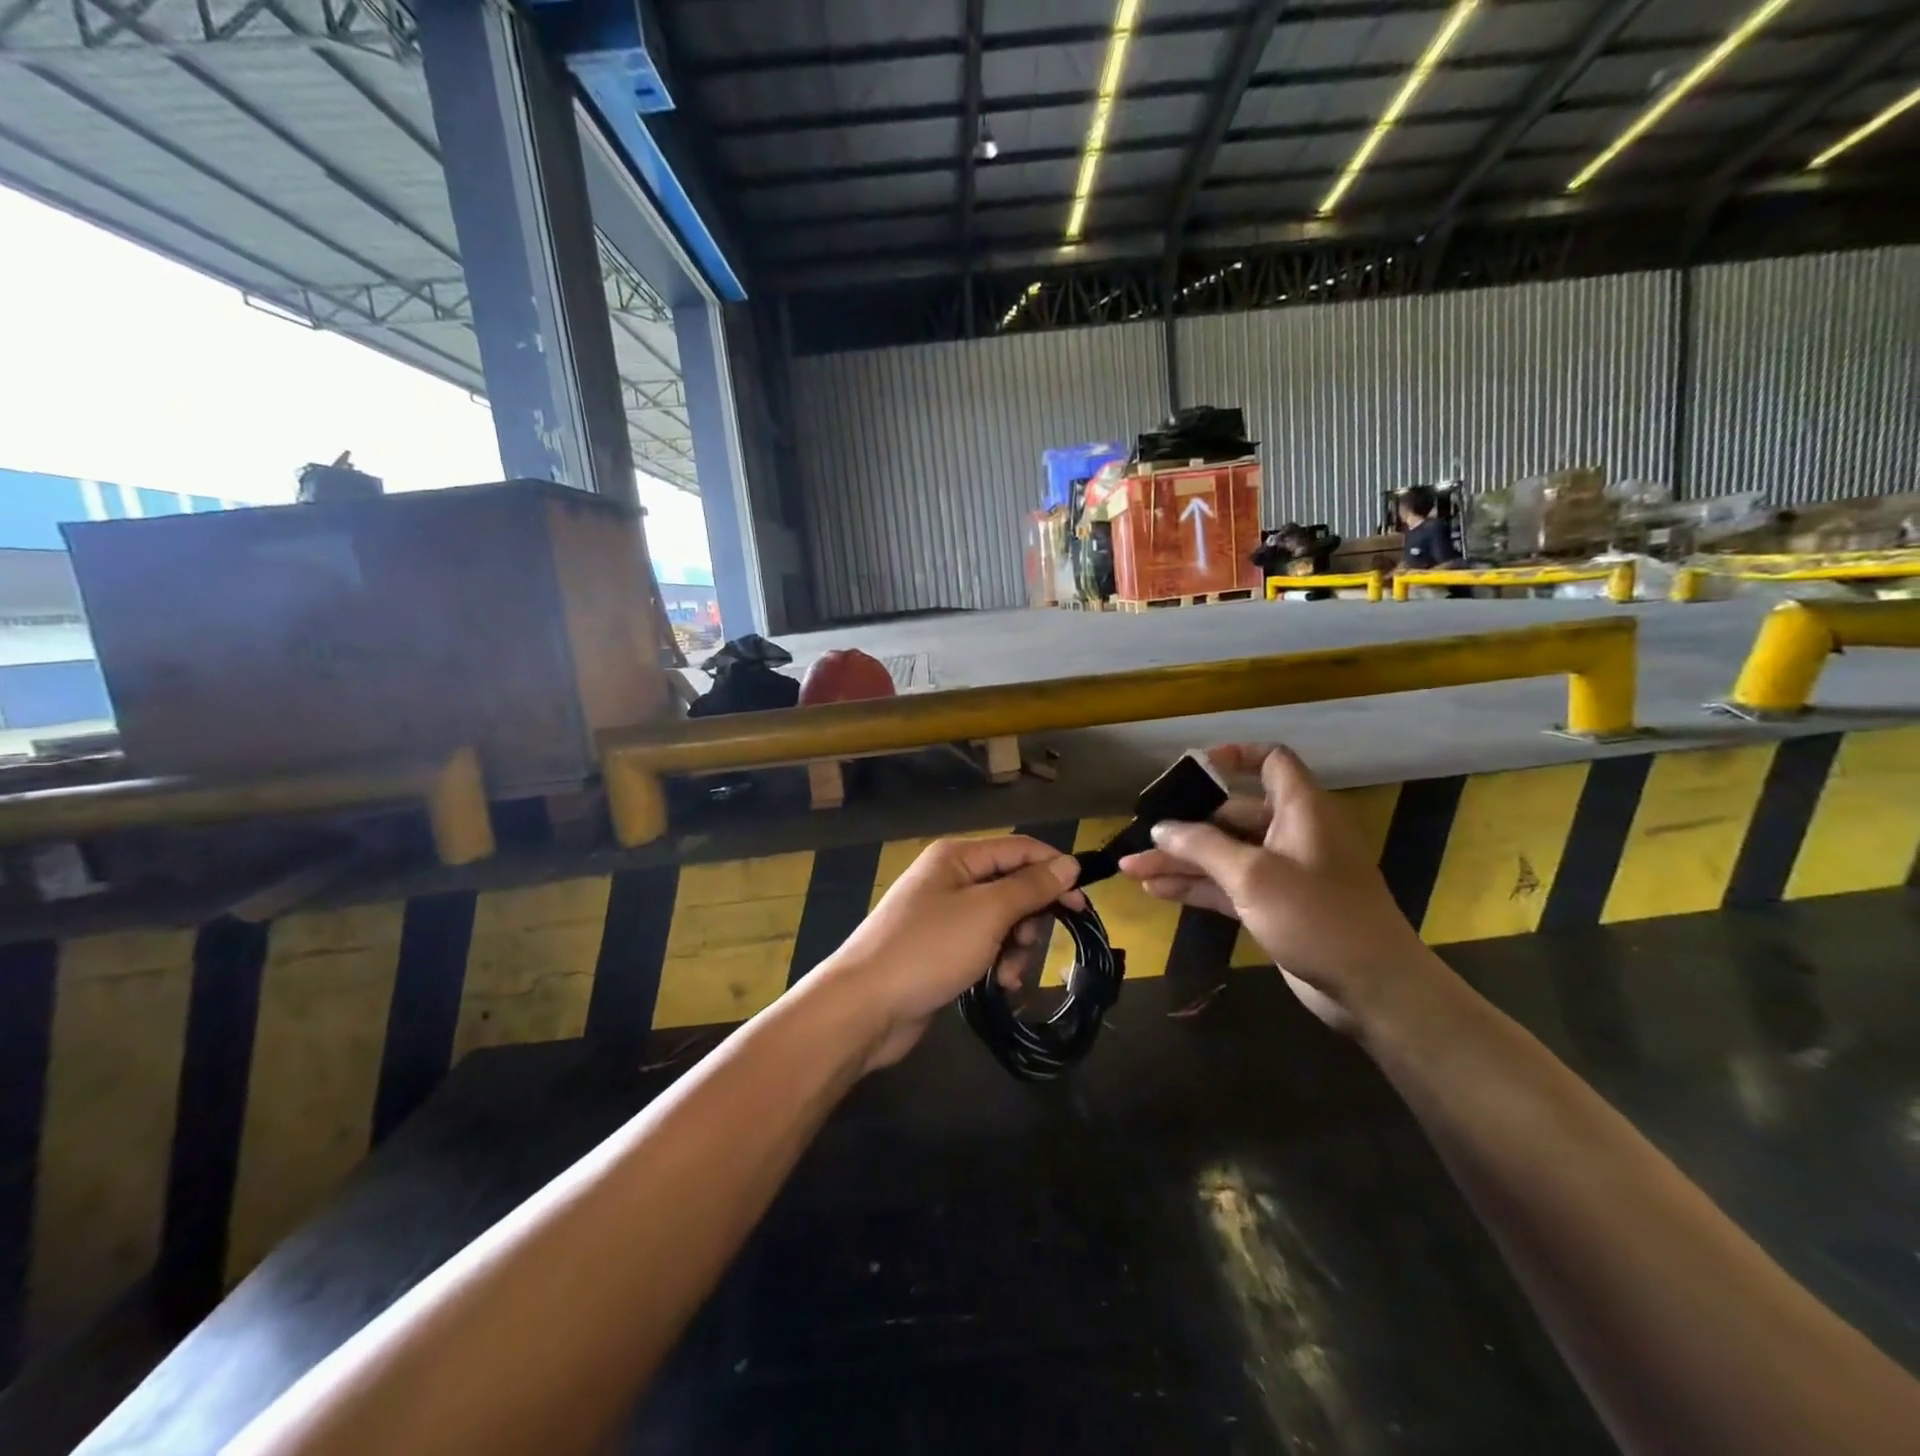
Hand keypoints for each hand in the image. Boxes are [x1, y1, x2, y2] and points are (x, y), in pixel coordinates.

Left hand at [815, 836, 1083, 1070]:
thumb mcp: (987, 913)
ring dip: (1015, 946)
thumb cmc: (928, 950)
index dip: (1054, 871)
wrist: (864, 1007)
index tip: (1083, 903)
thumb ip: (1030, 887)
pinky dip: (997, 962)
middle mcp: (950, 878)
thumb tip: (1068, 864)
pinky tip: (999, 985)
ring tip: (1007, 973)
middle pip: (1012, 886)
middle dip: (1030, 917)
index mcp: (957, 857)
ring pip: (1002, 920)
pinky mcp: (941, 948)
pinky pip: (984, 945)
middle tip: (1029, 945)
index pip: (1019, 849)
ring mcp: (944, 915)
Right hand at [1117, 744, 1431, 1032]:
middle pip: (1230, 814)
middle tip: (1142, 835)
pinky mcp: (1273, 905)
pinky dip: (1196, 886)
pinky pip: (1227, 885)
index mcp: (1301, 809)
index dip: (1234, 757)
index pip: (1271, 762)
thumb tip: (1160, 828)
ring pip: (1222, 854)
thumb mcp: (1253, 875)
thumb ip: (1201, 846)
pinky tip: (1156, 890)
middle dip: (1184, 825)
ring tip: (1131, 869)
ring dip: (1181, 861)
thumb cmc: (1317, 917)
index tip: (1192, 769)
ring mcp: (1282, 871)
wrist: (1372, 988)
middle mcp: (1291, 833)